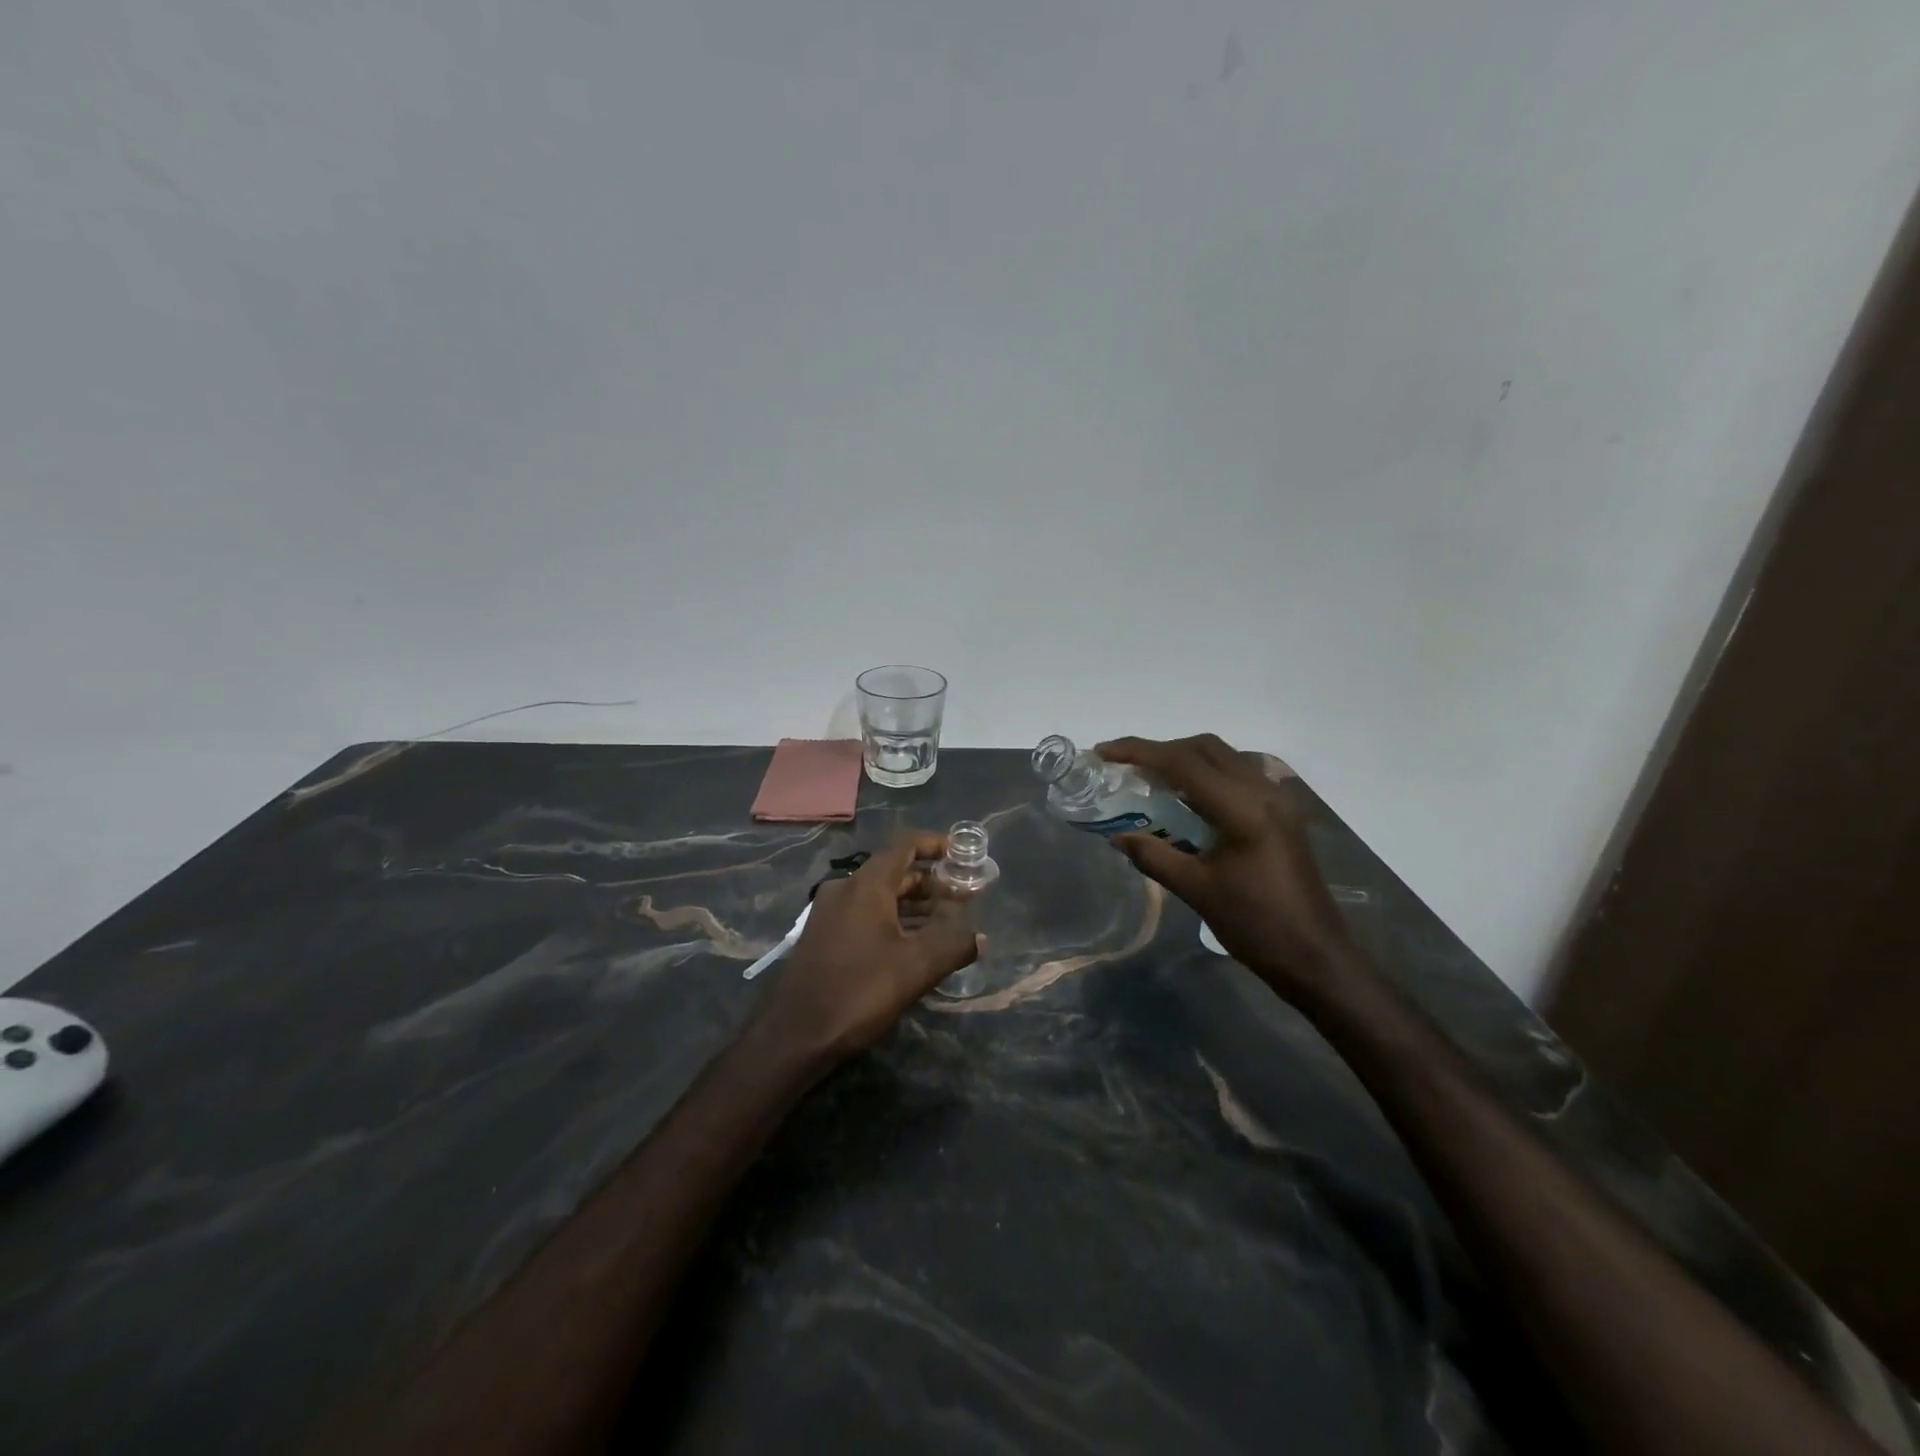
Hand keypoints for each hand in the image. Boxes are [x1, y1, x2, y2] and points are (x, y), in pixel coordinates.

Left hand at [753, 832, 982, 1061]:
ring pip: (879, 897)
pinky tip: (913, 946)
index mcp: (866, 885)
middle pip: (893, 871)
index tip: (960, 855)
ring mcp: (830, 914)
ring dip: (913, 905)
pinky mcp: (823, 939)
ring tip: (946, 922)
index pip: (904, 845)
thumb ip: (953, 945)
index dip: (934, 844)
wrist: (793, 1036)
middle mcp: (845, 890)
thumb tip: (980, 937)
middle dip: (930, 881)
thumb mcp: (915, 968)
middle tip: (962, 896)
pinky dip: (893, 921)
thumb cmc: (857, 991)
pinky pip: (865, 916)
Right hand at [1098, 734, 1354, 1000]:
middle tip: (1126, 766)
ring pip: (1224, 758)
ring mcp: (1278, 800)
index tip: (1104, 752)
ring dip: (1185, 760)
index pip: (1183, 762)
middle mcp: (1264, 792)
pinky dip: (1206, 776)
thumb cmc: (1256, 925)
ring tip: (1150, 779)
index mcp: (1243, 808)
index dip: (1139, 752)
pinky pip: (1238, 777)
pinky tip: (1187, 800)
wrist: (1315, 957)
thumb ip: (1153, 856)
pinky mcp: (1282, 814)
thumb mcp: (1196, 890)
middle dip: (1161, 750)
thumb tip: (1117, 836)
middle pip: (1205, 748)